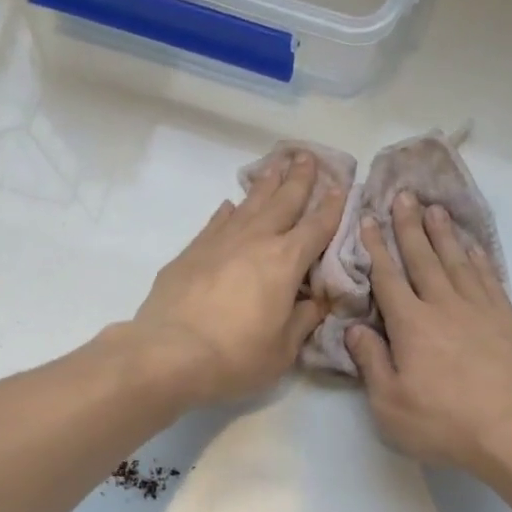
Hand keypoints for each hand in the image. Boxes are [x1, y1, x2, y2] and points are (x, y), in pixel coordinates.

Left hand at [127, 152, 343, 407]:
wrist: (169, 354)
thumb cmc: (236, 356)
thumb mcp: (283, 348)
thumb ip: (304, 319)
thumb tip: (318, 301)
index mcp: (285, 262)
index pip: (316, 227)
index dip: (332, 207)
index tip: (341, 187)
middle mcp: (255, 241)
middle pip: (282, 202)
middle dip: (299, 179)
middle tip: (308, 155)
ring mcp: (219, 242)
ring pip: (248, 204)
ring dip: (265, 183)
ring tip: (276, 164)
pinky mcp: (191, 252)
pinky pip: (216, 221)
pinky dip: (228, 210)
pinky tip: (230, 203)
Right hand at [345, 195, 511, 473]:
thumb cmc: (444, 423)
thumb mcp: (390, 404)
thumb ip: (371, 363)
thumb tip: (356, 329)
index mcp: (412, 325)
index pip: (388, 278)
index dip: (376, 248)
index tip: (367, 219)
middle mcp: (445, 306)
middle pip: (424, 259)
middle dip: (410, 227)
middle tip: (404, 195)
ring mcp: (482, 310)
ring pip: (458, 262)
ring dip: (445, 234)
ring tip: (435, 210)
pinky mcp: (510, 321)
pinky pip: (490, 279)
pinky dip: (479, 259)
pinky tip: (473, 248)